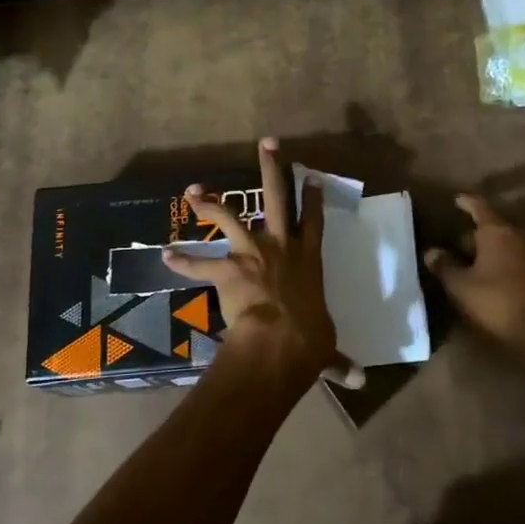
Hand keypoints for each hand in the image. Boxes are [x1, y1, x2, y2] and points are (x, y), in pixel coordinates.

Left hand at [163, 137, 340, 380]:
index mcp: (308, 260)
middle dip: (271, 167)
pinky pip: (199, 264)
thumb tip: (359, 381)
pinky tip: (165, 255)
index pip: (314, 221)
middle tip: (266, 143)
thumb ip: (339, 361)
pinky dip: (181, 261)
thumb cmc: (308, 340)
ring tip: (192, 190)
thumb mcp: (326, 348)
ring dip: (209, 203)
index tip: (312, 176)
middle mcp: (281, 247)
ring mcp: (252, 253)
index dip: (313, 197)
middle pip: (276, 197)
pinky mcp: (227, 269)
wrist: (280, 340)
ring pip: (229, 216)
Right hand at [423, 194, 524, 348]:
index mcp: (498, 232)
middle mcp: (520, 236)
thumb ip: (444, 266)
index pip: (480, 208)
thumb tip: (431, 252)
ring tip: (473, 264)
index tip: (457, 199)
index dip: (467, 203)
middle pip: (494, 228)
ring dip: (491, 251)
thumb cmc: (497, 301)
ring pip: (508, 245)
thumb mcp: (460, 286)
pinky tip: (492, 278)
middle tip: (456, 245)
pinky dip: (504, 263)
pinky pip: (519, 260)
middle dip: (475, 235)